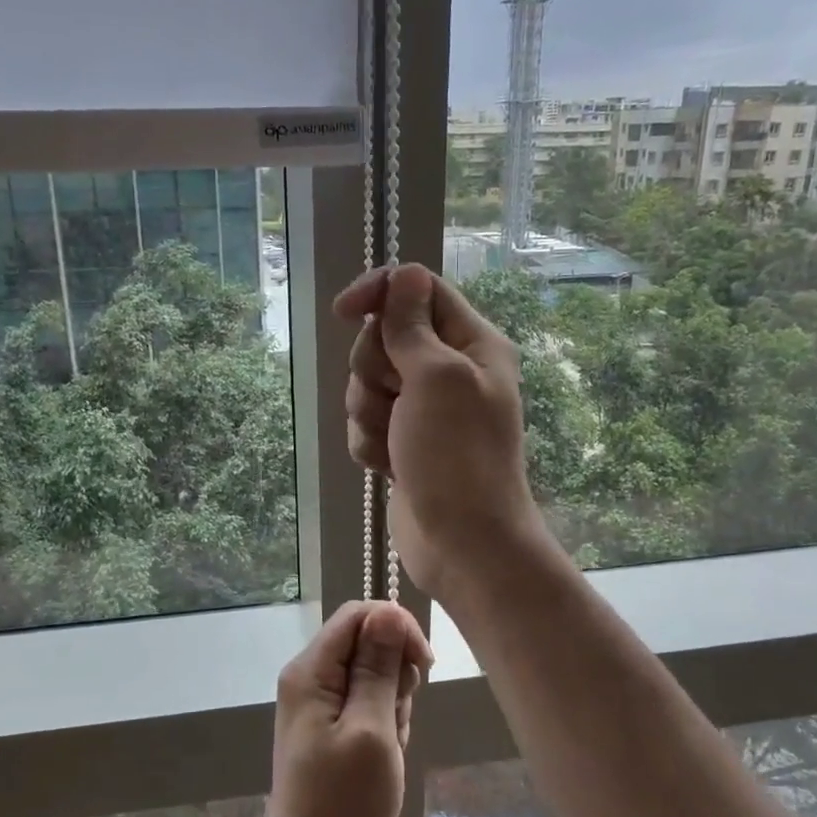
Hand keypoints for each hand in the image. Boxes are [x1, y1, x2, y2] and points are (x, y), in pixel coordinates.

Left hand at [254, 601, 431, 816]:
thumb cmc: (343, 804)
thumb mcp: (371, 730)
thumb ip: (379, 667)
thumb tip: (388, 611)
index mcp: (311, 670)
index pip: (358, 615)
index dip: (396, 628)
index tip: (423, 666)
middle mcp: (310, 678)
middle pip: (366, 643)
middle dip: (394, 674)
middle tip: (396, 719)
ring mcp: (319, 705)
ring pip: (372, 675)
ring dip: (392, 704)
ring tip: (387, 747)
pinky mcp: (330, 728)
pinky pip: (367, 704)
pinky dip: (385, 724)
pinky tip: (384, 756)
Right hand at [333, 263, 542, 600]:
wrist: (463, 543)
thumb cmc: (458, 456)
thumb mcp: (437, 378)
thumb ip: (413, 325)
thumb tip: (405, 273)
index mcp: (471, 343)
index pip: (417, 290)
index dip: (379, 293)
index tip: (344, 311)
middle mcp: (448, 369)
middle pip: (383, 338)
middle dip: (375, 371)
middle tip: (397, 400)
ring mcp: (423, 408)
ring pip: (366, 383)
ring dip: (370, 413)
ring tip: (396, 442)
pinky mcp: (403, 441)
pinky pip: (365, 423)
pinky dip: (370, 443)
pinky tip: (390, 467)